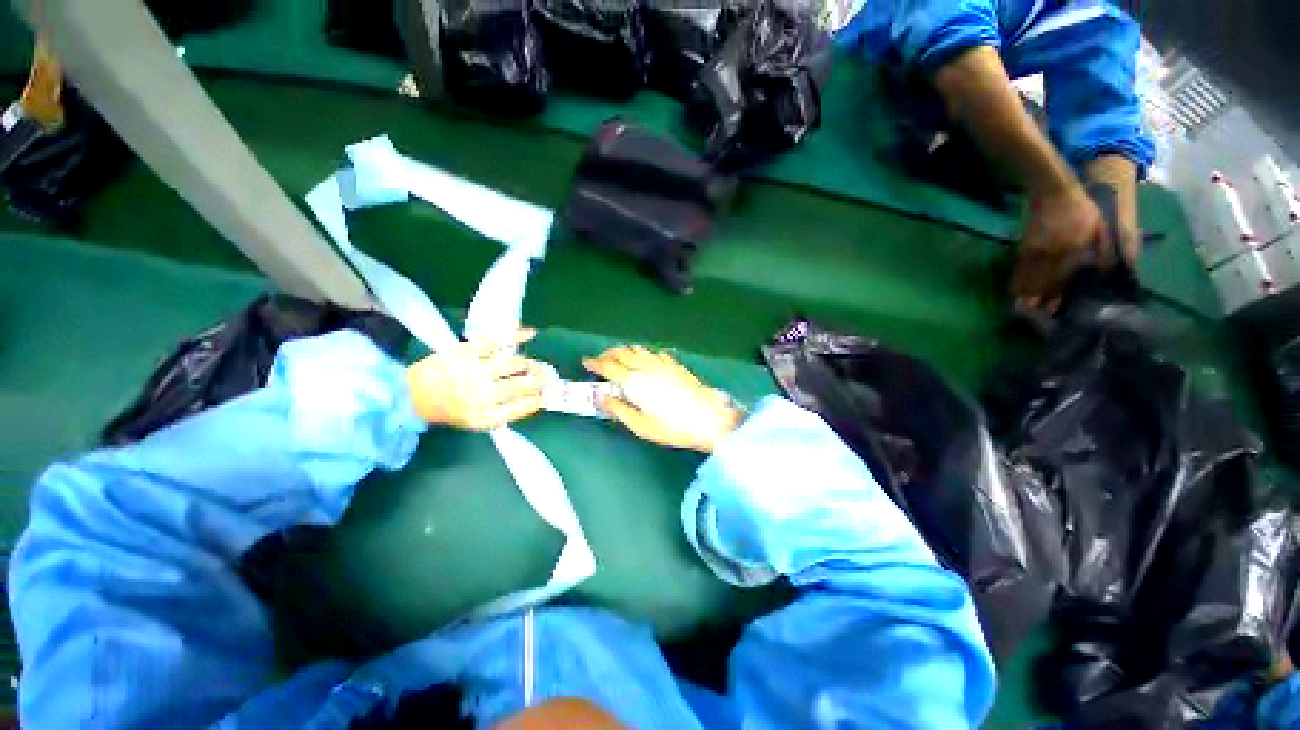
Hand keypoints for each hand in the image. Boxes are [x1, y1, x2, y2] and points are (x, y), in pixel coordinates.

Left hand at [405, 329, 546, 430]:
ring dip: (528, 364)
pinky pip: (497, 341)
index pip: (522, 407)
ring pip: (514, 364)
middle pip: (522, 385)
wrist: (413, 395)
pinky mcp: (466, 351)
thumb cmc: (450, 410)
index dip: (538, 399)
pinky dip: (517, 336)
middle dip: (539, 380)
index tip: (545, 394)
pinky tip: (532, 333)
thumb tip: (532, 399)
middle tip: (547, 377)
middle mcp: (482, 395)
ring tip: (532, 365)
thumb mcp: (477, 422)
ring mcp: (474, 371)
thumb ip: (504, 413)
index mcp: (485, 416)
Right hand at [583, 346, 743, 452]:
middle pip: (622, 352)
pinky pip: (655, 352)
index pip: (609, 367)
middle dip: (608, 353)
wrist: (708, 418)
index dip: (595, 363)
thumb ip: (619, 410)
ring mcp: (662, 363)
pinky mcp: (675, 365)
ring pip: (638, 349)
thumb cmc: (672, 427)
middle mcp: (646, 367)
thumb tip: (601, 398)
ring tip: (620, 358)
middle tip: (601, 360)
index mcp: (634, 382)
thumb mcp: (641, 425)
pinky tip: (646, 360)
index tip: (586, 362)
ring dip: (625, 350)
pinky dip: (644, 353)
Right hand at [1012, 183, 1109, 307]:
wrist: (1055, 192)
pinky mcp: (1024, 247)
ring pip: (1027, 277)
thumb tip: (1107, 273)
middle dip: (1036, 298)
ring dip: (1024, 292)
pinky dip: (1018, 279)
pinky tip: (1016, 288)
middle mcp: (1052, 254)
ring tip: (1022, 306)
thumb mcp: (1100, 228)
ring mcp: (1035, 251)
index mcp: (1073, 250)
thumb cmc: (1082, 210)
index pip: (1062, 279)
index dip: (1056, 295)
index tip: (1052, 310)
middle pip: (1041, 282)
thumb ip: (1103, 251)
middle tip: (1033, 313)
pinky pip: (1020, 268)